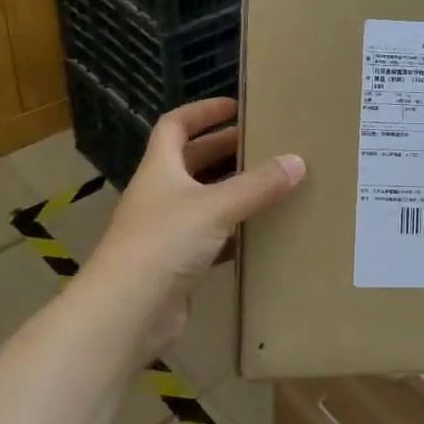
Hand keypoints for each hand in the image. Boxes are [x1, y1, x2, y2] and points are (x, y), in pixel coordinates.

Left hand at [83, 99, 304, 354]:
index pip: (174, 126)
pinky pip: (212, 239)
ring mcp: (166, 232)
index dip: (202, 112)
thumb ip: (258, 185)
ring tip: (274, 184)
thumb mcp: (216, 207)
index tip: (236, 108)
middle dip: (227, 150)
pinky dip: (235, 233)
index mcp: (160, 170)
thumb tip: (297, 161)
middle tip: (267, 144)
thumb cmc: (163, 244)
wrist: (125, 315)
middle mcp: (160, 195)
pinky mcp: (177, 266)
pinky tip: (263, 233)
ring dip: (234, 192)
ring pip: (205, 201)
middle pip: (193, 162)